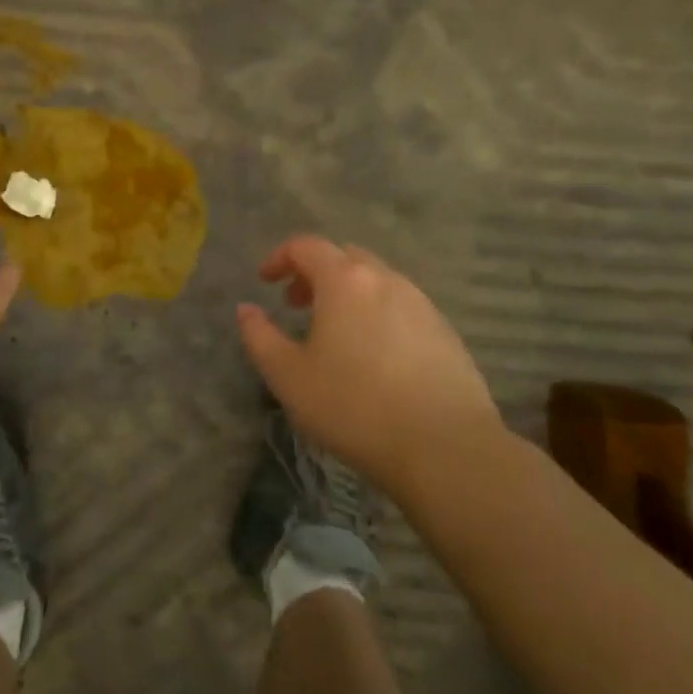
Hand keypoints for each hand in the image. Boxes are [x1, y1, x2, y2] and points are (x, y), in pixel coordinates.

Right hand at [237, 236, 504, 484]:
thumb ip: (260, 336)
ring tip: (333, 332)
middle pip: (345, 257)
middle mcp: (386, 280)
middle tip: (296, 305)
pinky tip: (373, 356)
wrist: (445, 447)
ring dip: (348, 294)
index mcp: (345, 281)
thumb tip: (246, 310)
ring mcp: (422, 305)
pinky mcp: (446, 333)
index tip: (264, 281)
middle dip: (315, 272)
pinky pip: (402, 307)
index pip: (306, 246)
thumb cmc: (353, 406)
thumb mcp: (287, 376)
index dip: (279, 257)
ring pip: (377, 282)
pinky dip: (377, 314)